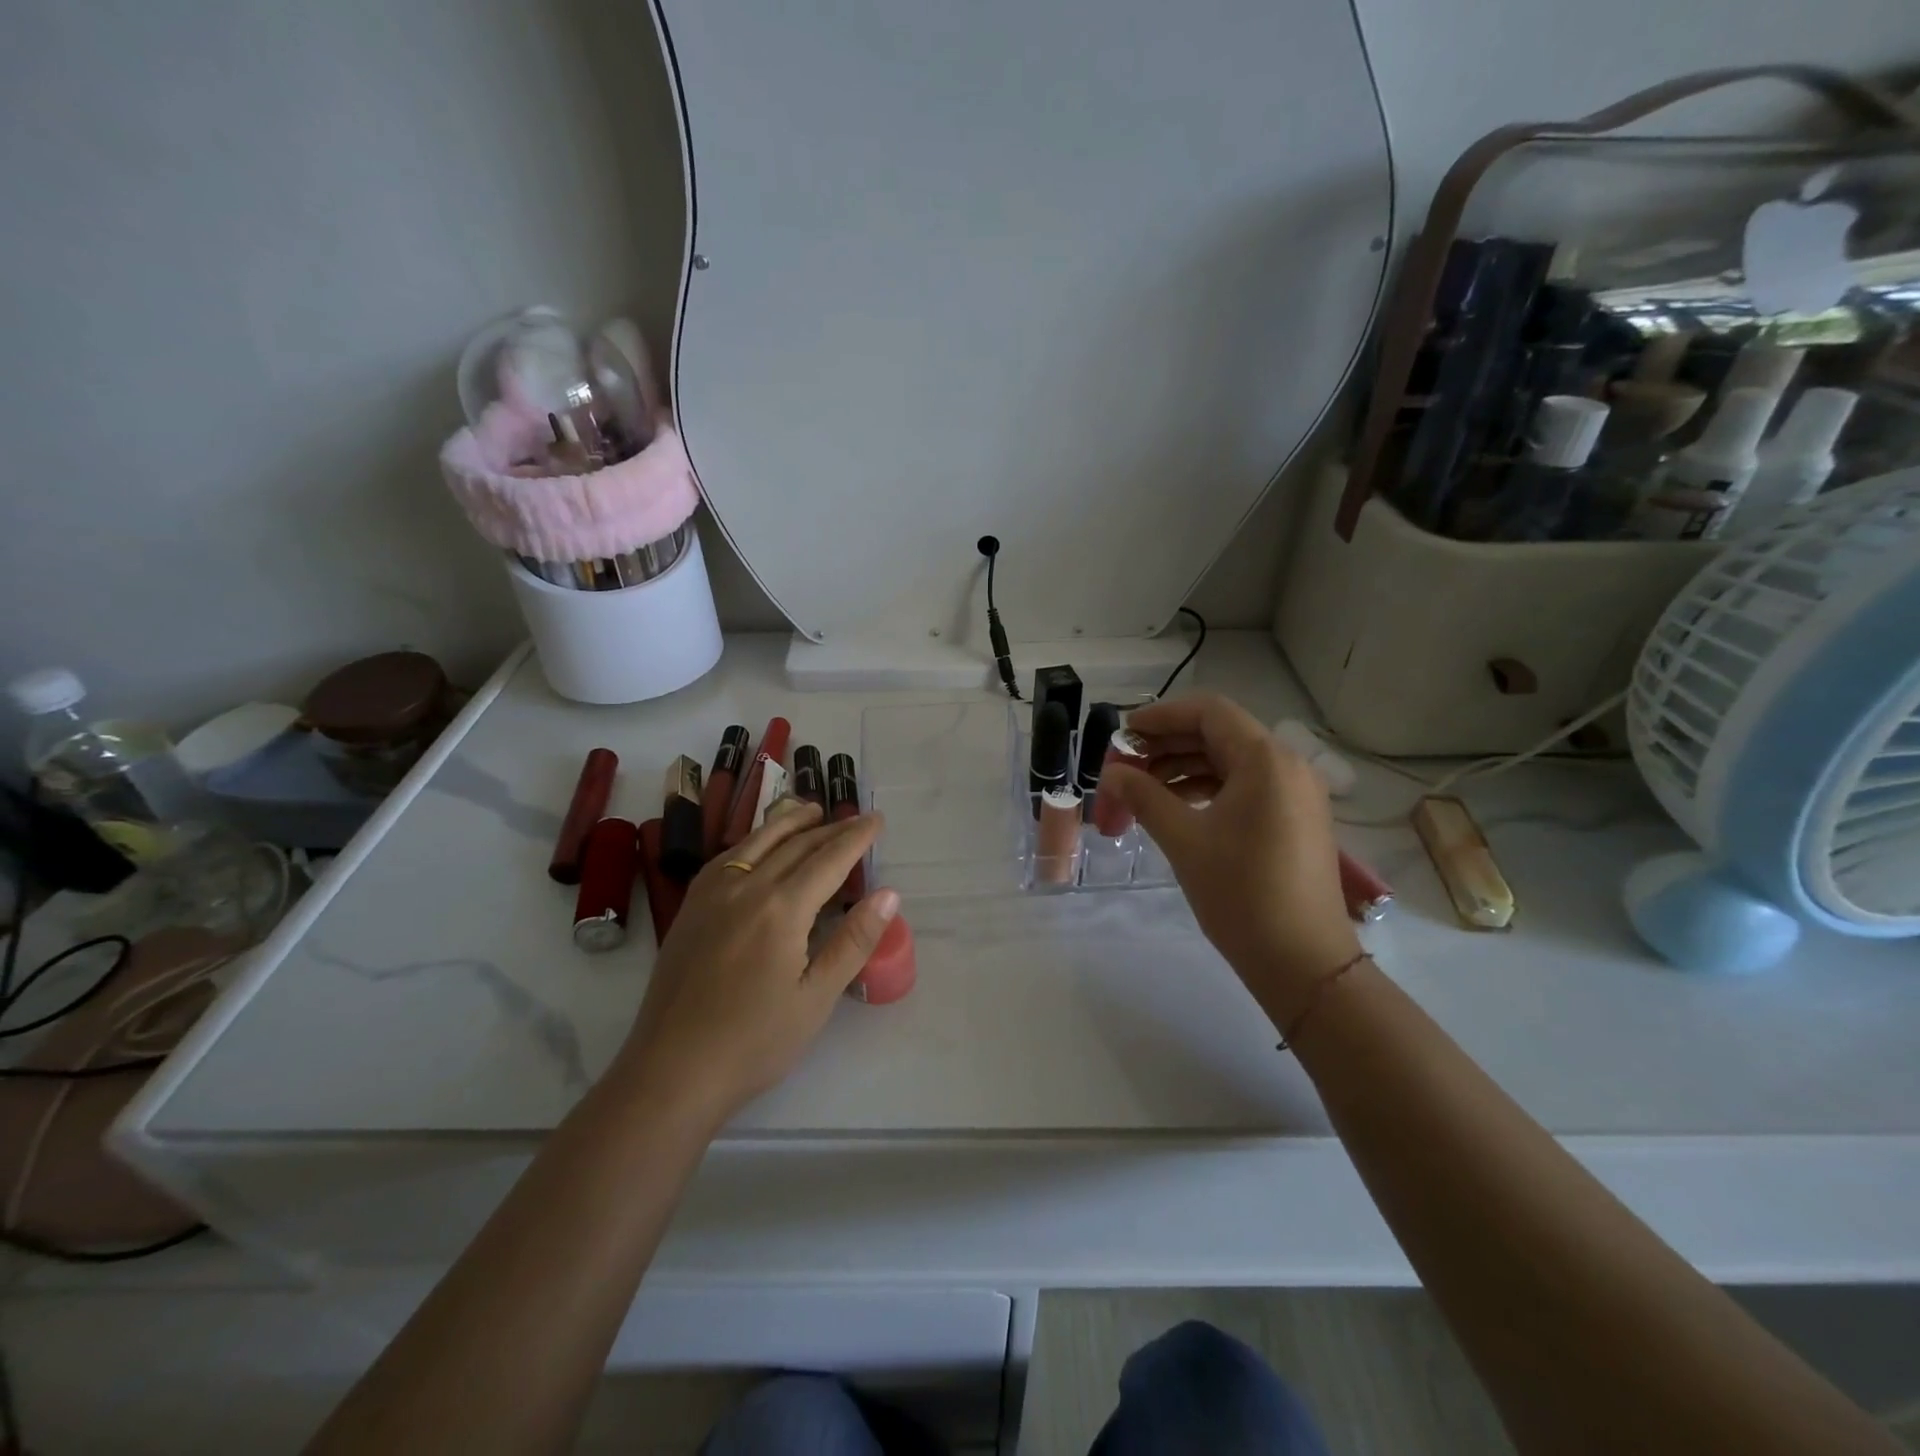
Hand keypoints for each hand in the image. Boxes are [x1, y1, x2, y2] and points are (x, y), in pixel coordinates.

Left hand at [616, 800, 896, 1124]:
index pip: (828, 860)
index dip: (856, 837)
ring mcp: (712, 895)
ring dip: (789, 822)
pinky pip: (727, 858)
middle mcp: (746, 888)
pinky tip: (758, 844)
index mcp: (781, 909)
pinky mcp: (690, 908)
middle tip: (856, 817)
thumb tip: (888, 894)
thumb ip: (853, 941)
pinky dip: (752, 840)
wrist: (671, 1071)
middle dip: (830, 828)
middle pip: (796, 845)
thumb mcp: (816, 998)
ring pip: (757, 842)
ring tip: (812, 810)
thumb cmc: (754, 1042)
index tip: (877, 819)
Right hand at [1098, 694, 1360, 1025]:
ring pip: (1231, 761)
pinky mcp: (1296, 819)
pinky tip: (1177, 807)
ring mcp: (1296, 793)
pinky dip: (1208, 788)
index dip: (1161, 716)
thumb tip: (1110, 773)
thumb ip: (1143, 796)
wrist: (1304, 962)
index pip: (1208, 712)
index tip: (1123, 734)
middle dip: (1168, 745)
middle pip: (1219, 734)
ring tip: (1142, 789)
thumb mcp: (1184, 839)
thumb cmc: (1241, 893)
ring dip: (1184, 768)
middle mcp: (1287, 765)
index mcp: (1265, 759)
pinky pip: (1246, 786)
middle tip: (1125, 765)